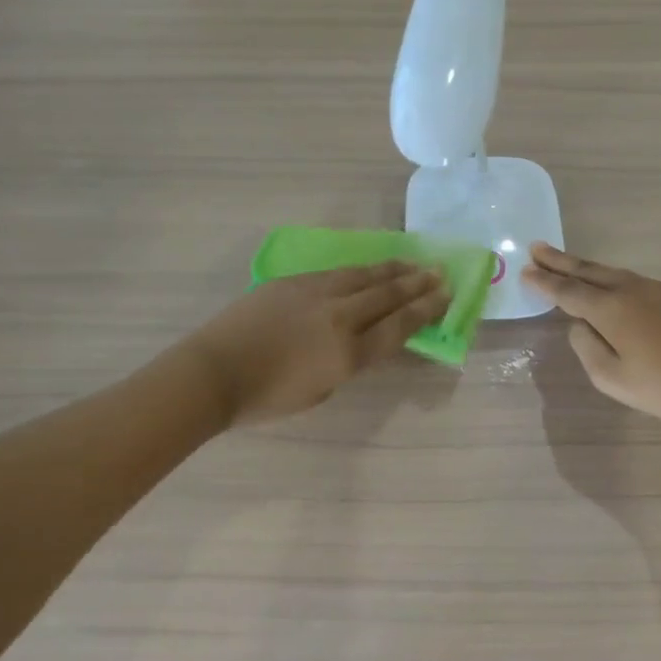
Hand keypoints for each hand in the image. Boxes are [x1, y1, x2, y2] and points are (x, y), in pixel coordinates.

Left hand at [186, 262, 449, 425]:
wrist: (215, 372)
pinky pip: (337, 273)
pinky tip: (368, 269)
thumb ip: (347, 363)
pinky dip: (360, 270)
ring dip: (392, 270)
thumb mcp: (320, 391)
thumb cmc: (266, 398)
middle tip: (440, 271)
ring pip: (364, 276)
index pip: (398, 326)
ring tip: (413, 263)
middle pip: (387, 295)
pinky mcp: (294, 282)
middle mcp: (339, 317)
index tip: (445, 295)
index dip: (425, 310)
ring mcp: (316, 294)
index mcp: (348, 353)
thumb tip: (359, 341)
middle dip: (417, 283)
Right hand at [522, 243, 660, 425]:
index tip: (526, 270)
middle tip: (537, 248)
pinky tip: (611, 285)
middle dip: (560, 261)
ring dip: (586, 267)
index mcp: (610, 310)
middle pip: (588, 271)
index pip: (568, 291)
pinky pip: (634, 280)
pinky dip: (612, 278)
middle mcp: (630, 290)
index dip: (545, 281)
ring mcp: (656, 290)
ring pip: (612, 272)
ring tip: (568, 263)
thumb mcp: (613, 379)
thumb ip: (588, 348)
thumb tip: (580, 326)